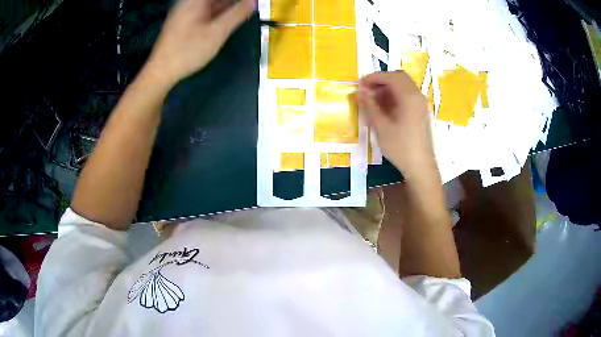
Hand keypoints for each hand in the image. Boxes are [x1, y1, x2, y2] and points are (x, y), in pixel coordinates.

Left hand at [142, 0, 254, 86]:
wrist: (162, 71)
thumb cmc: (187, 51)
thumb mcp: (217, 32)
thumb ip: (237, 14)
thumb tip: (253, 3)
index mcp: (196, 1)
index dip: (237, 0)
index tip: (249, 3)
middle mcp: (190, 3)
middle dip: (232, 3)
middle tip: (247, 7)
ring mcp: (186, 13)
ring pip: (211, 4)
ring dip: (226, 6)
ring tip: (242, 10)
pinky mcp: (185, 22)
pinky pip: (205, 11)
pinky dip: (218, 12)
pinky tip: (227, 17)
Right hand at [359, 71, 437, 179]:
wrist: (420, 166)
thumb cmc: (400, 147)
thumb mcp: (381, 126)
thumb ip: (370, 106)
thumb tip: (360, 91)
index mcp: (409, 97)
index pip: (390, 77)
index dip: (374, 77)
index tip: (360, 84)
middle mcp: (417, 95)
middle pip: (398, 77)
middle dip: (381, 80)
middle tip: (367, 90)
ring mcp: (420, 103)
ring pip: (403, 85)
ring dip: (388, 87)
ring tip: (373, 99)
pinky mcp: (420, 111)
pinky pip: (407, 94)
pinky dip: (395, 95)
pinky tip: (385, 107)